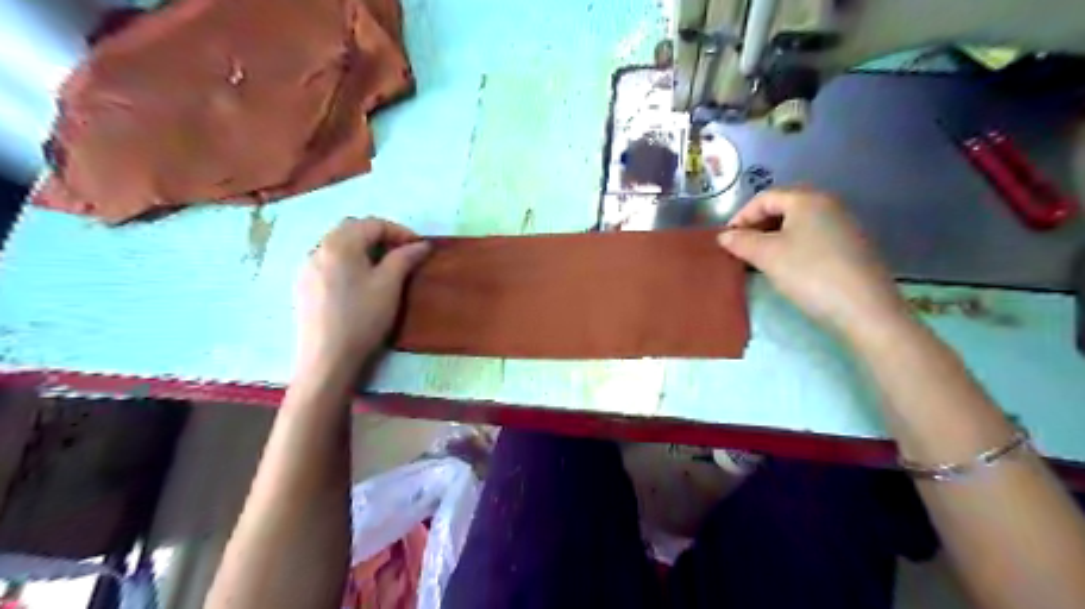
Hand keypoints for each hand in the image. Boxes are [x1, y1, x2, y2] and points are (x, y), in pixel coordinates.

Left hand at [296, 220, 435, 379]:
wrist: (327, 359)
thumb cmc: (362, 318)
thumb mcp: (389, 286)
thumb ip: (404, 258)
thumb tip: (421, 244)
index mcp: (339, 244)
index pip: (373, 224)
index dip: (400, 231)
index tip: (419, 247)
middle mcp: (318, 249)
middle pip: (352, 229)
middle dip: (380, 236)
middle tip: (402, 253)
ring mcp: (307, 268)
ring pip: (338, 245)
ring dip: (363, 248)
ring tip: (383, 267)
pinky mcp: (304, 286)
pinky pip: (329, 262)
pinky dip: (348, 262)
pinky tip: (359, 282)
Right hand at [718, 187, 909, 339]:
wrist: (864, 309)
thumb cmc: (809, 274)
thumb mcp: (767, 256)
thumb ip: (741, 242)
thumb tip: (724, 236)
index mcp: (807, 199)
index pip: (764, 198)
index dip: (741, 216)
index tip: (726, 240)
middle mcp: (829, 204)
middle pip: (783, 206)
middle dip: (757, 225)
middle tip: (741, 248)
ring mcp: (844, 225)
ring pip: (799, 223)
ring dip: (774, 237)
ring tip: (760, 259)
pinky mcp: (853, 246)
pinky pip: (813, 236)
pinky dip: (793, 245)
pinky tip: (788, 266)